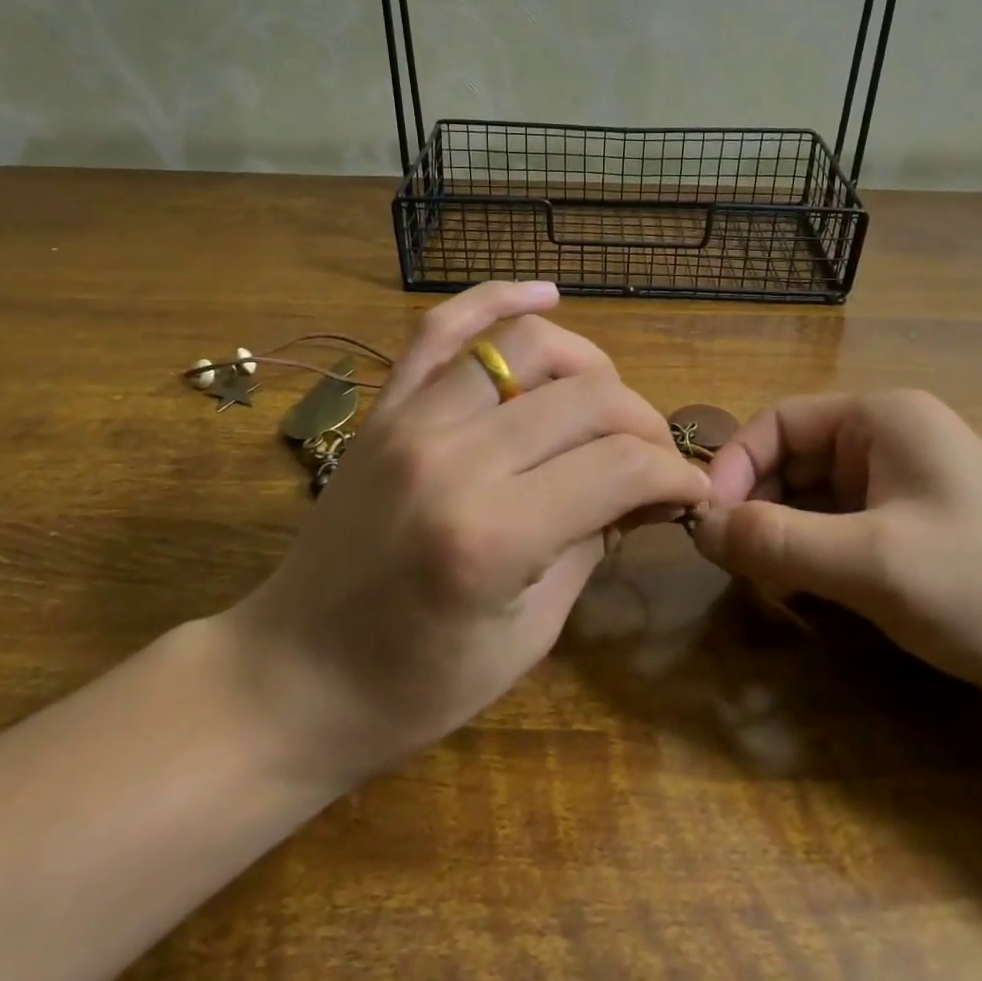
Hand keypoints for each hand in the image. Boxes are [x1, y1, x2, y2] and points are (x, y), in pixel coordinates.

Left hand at [226, 282, 710, 785]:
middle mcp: (453, 457)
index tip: (690, 490)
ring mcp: (409, 420)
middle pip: (585, 396)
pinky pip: (443, 328)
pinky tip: (545, 295)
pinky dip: (497, 298)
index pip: (619, 464)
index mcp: (492, 534)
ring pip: (525, 344)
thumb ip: (591, 544)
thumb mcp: (530, 635)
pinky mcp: (384, 407)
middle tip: (655, 456)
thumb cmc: (415, 685)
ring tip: (606, 400)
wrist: (291, 677)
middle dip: (642, 420)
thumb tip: (643, 487)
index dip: (673, 472)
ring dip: (588, 363)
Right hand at [692, 390, 981, 740]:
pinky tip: (812, 605)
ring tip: (772, 594)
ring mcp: (909, 492)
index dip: (736, 468)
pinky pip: (844, 537)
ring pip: (816, 505)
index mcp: (883, 420)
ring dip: (785, 544)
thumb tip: (700, 527)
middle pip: (793, 465)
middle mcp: (892, 444)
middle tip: (737, 572)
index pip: (778, 423)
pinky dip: (817, 565)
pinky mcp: (921, 539)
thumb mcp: (872, 563)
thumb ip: (776, 541)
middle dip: (759, 513)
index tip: (709, 526)